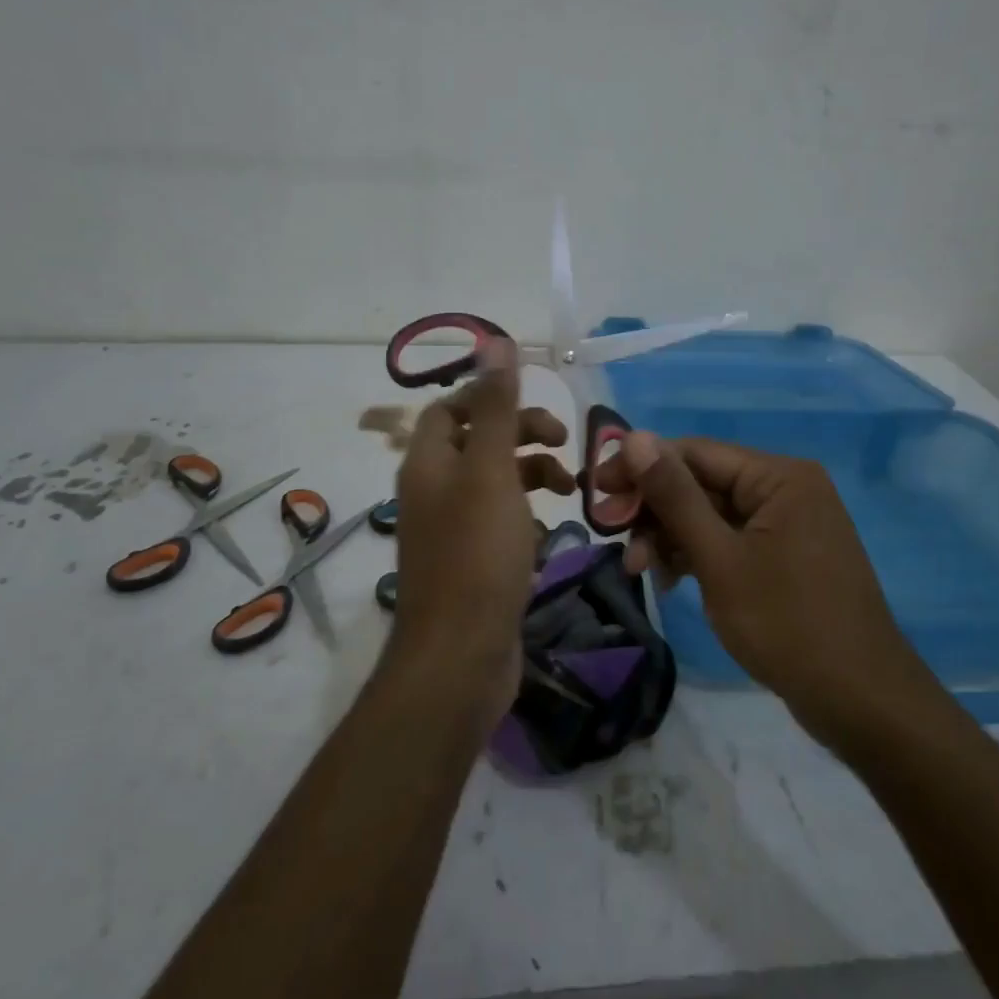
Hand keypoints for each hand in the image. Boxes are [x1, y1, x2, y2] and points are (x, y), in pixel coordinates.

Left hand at [388, 339, 574, 729]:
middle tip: (564, 440)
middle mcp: (432, 491)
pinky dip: (526, 516)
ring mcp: (450, 531)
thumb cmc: (478, 555)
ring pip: (493, 483)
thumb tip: (496, 341)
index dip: (488, 397)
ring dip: (531, 474)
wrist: (460, 657)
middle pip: (474, 441)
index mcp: (428, 463)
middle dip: (520, 434)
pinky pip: (499, 522)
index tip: (534, 405)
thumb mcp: (490, 471)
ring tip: (571, 491)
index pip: (448, 408)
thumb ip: (494, 408)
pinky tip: (550, 530)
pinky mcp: (471, 564)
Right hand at [600, 433, 943, 746]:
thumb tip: (635, 437)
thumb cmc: (787, 623)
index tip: (596, 492)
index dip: (641, 468)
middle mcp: (786, 488)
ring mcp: (788, 523)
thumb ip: (675, 496)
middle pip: (701, 483)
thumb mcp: (719, 558)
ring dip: (672, 537)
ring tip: (642, 572)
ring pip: (712, 514)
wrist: (862, 702)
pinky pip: (730, 539)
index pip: (694, 452)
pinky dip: (698, 555)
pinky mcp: (785, 555)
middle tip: (613, 538)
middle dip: (655, 511)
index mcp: (778, 476)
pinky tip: (672, 581)